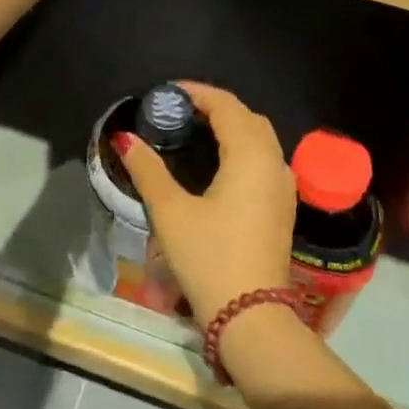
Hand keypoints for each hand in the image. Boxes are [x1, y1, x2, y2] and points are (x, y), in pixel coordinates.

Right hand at [116, 82, 297, 323]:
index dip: (198, 93)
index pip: (227, 106)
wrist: (251, 317)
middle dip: (217, 106)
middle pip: (248, 118)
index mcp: (250, 155)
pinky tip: (219, 163)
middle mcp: (274, 163)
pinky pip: (265, 160)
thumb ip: (148, 170)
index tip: (169, 91)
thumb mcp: (171, 211)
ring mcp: (283, 187)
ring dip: (233, 126)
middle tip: (181, 110)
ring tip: (197, 131)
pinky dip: (243, 147)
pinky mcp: (283, 208)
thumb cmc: (209, 257)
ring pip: (261, 139)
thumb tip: (125, 138)